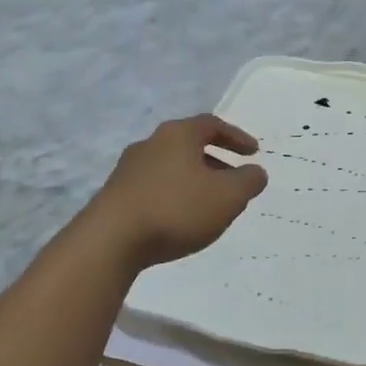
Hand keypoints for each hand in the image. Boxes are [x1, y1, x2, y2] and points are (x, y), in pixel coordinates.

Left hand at [81, 115, 267, 272]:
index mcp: (178, 134)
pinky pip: (154, 186)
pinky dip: (173, 195)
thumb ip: (248, 181)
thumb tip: (256, 171)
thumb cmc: (176, 209)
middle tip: (233, 179)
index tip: (253, 153)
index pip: (213, 124)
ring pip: (170, 166)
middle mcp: (151, 143)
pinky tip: (179, 218)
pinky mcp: (115, 194)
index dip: (236, 137)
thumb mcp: (227, 196)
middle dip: (215, 160)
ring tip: (209, 203)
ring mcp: (128, 169)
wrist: (109, 241)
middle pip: (189, 144)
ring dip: (193, 179)